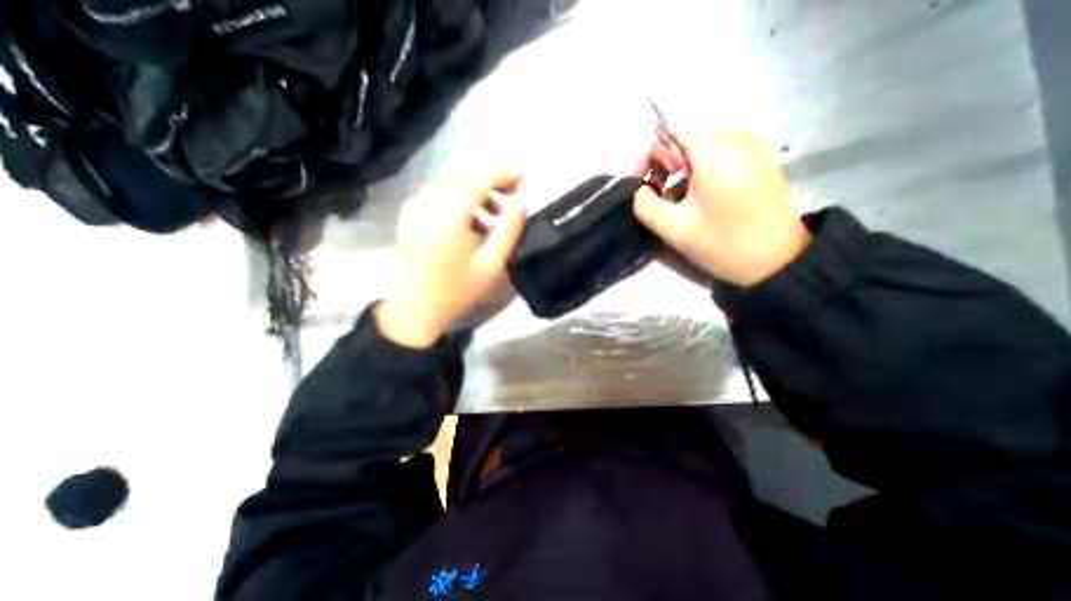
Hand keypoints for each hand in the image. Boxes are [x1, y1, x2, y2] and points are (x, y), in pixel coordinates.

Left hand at [377, 171, 526, 347]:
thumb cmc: (457, 291)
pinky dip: (459, 199)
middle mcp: (427, 203)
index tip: (524, 178)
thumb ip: (510, 229)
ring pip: (451, 183)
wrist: (414, 309)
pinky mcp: (409, 214)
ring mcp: (414, 207)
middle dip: (492, 181)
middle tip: (514, 195)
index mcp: (448, 215)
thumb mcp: (492, 263)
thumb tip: (524, 201)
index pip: (479, 179)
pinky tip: (473, 221)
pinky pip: (439, 194)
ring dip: (476, 191)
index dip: (504, 174)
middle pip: (464, 177)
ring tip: (495, 214)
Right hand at [630, 130, 811, 288]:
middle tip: (657, 195)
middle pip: (688, 138)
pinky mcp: (761, 162)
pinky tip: (699, 199)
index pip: (673, 131)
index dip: (651, 155)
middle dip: (665, 164)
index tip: (642, 185)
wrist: (779, 262)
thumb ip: (645, 205)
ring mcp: (754, 149)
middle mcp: (738, 139)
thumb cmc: (723, 243)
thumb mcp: (673, 228)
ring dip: (682, 170)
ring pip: (704, 148)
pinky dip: (702, 172)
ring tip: (676, 201)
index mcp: (716, 151)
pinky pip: (722, 156)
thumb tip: (639, 189)